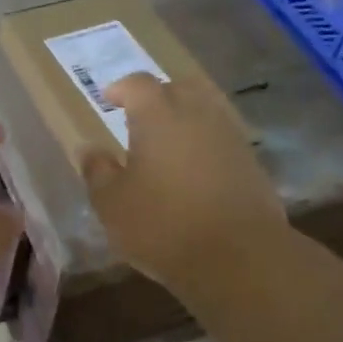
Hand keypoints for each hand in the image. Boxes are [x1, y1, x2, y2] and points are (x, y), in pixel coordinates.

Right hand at [80, 73, 289, 301]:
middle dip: (159, 95)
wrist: (239, 258)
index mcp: (158, 115)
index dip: (121, 88)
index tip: (108, 99)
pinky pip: (224, 137)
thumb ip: (98, 171)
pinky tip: (195, 168)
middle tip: (141, 116)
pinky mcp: (252, 163)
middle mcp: (198, 114)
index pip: (138, 83)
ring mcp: (230, 136)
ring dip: (187, 116)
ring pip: (207, 109)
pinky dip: (207, 142)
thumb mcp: (112, 203)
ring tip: (169, 141)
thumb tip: (89, 149)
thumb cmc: (163, 225)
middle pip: (179, 87)